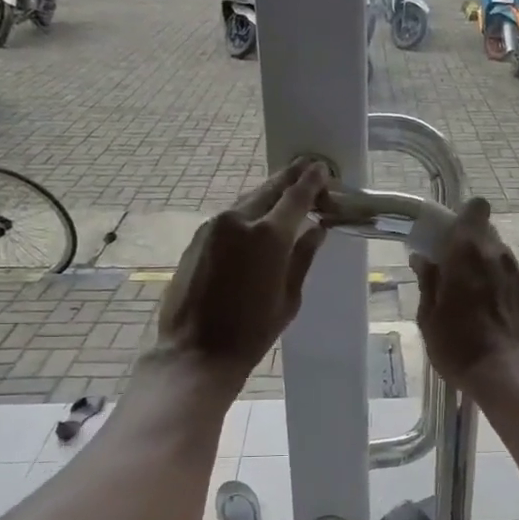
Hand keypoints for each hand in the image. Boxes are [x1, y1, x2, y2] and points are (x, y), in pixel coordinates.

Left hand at [155, 161, 328, 386]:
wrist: (196, 351)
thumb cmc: (252, 332)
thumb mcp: (288, 298)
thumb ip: (303, 258)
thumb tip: (316, 230)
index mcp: (269, 236)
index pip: (296, 196)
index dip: (311, 180)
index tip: (322, 168)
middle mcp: (239, 221)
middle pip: (269, 189)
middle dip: (290, 179)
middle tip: (307, 169)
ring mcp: (214, 227)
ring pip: (247, 201)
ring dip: (268, 195)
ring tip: (286, 195)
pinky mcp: (198, 238)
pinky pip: (230, 217)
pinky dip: (248, 213)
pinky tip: (258, 221)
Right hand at [411, 197, 518, 392]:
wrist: (505, 375)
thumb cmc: (458, 347)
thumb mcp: (429, 318)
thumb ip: (428, 283)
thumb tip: (423, 259)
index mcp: (466, 252)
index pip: (475, 209)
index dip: (464, 219)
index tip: (450, 240)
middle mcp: (498, 254)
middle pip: (489, 233)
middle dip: (474, 246)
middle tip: (459, 273)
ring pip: (508, 255)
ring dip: (494, 266)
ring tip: (484, 294)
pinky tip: (516, 293)